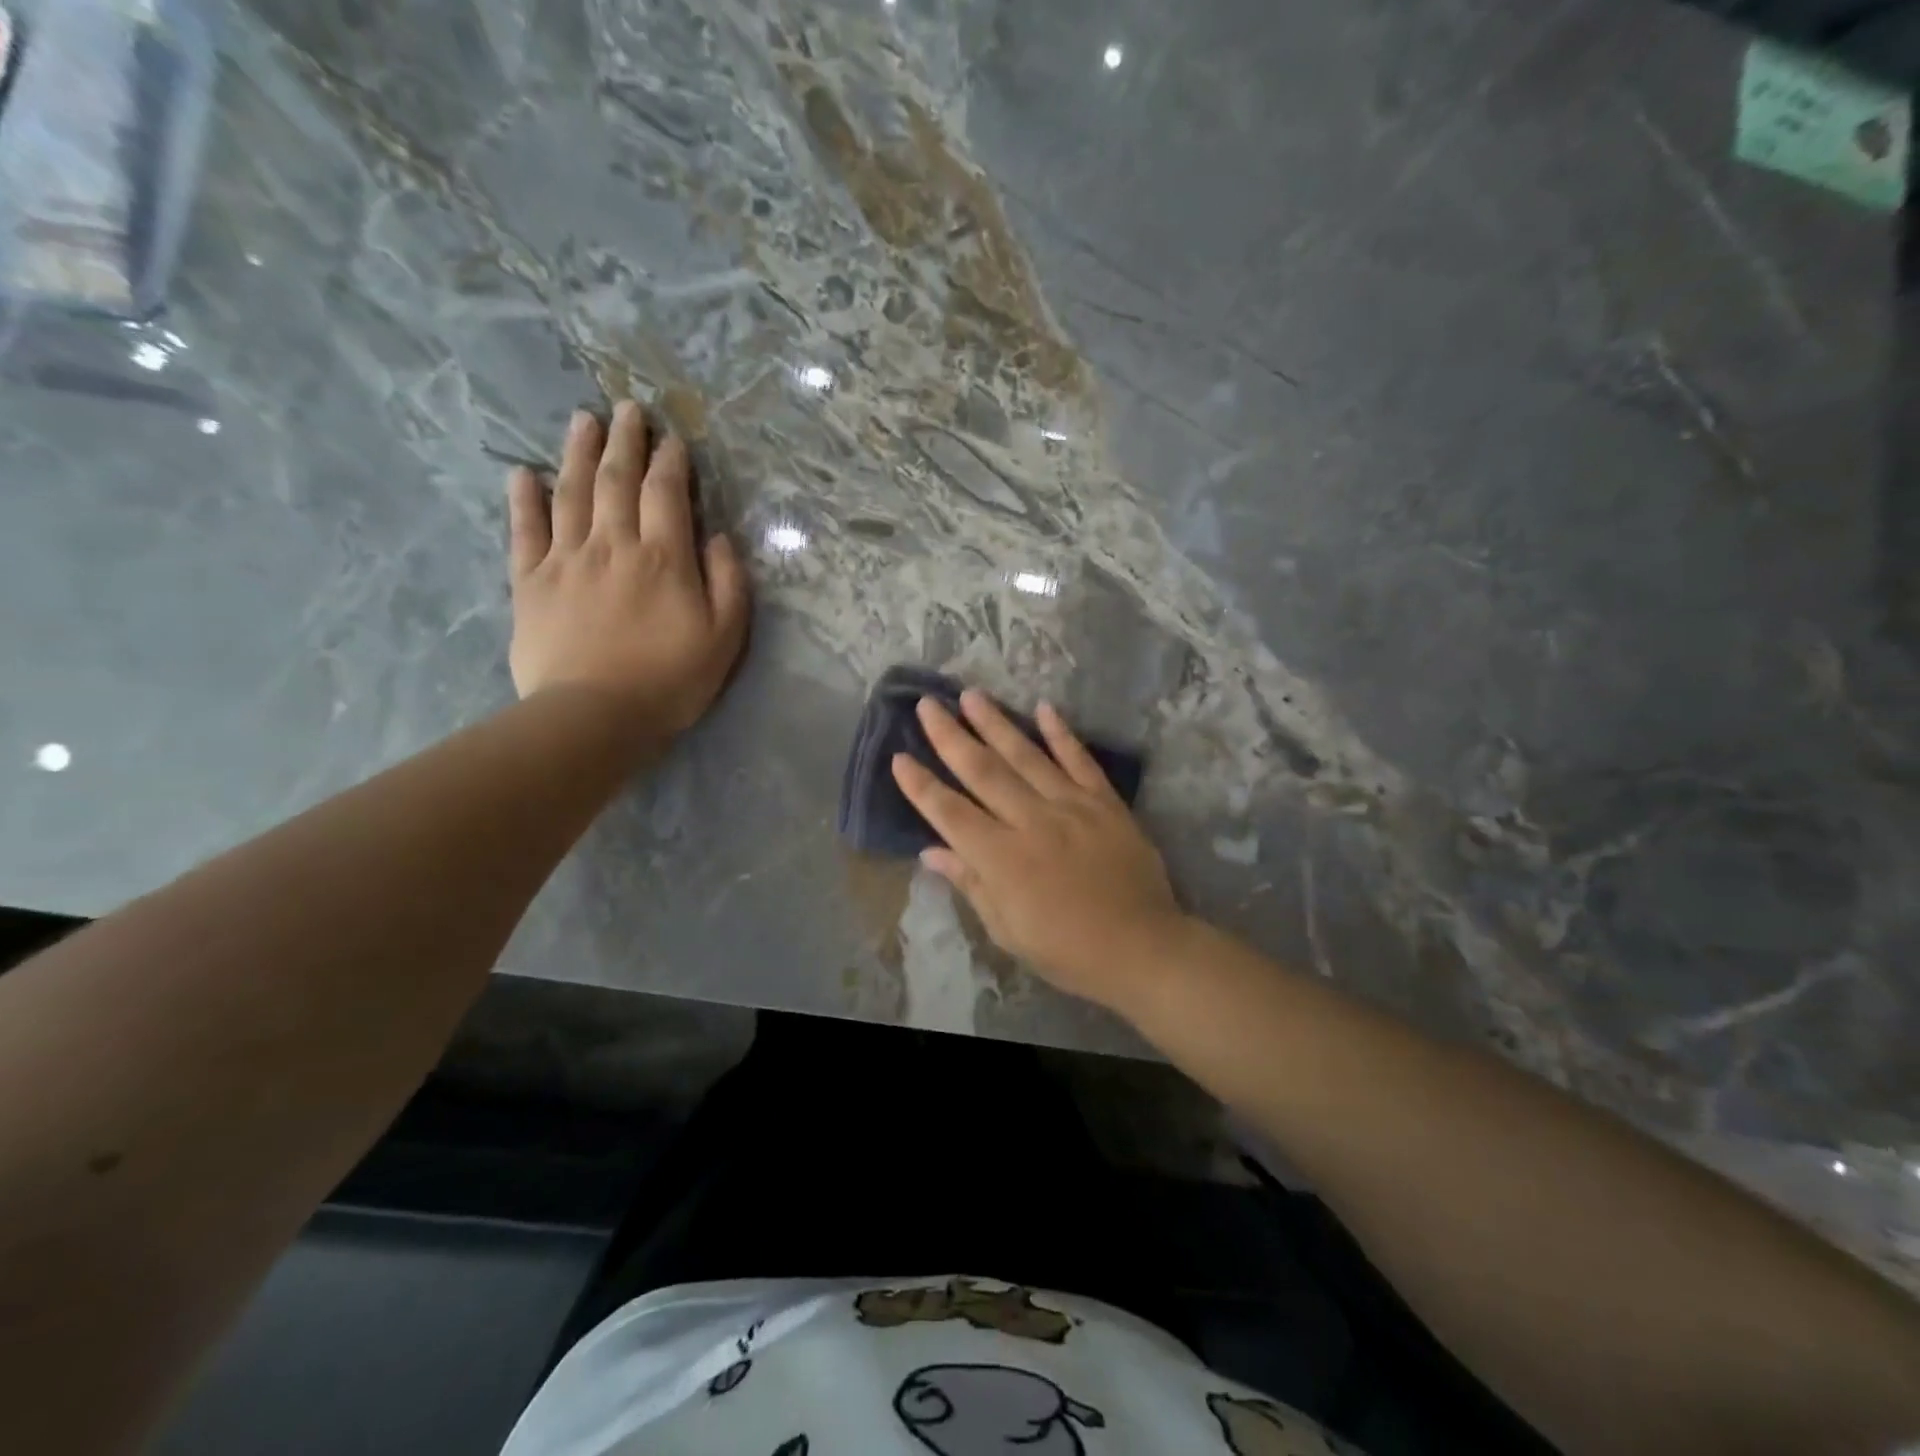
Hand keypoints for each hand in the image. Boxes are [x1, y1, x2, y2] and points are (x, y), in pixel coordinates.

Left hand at [507, 402, 749, 737]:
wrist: (594, 716)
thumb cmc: (670, 680)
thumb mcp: (724, 638)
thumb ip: (728, 583)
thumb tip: (720, 538)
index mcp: (663, 557)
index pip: (665, 494)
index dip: (670, 462)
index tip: (672, 439)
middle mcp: (613, 545)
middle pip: (616, 480)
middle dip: (625, 440)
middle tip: (627, 408)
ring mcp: (566, 560)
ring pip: (571, 493)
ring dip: (578, 453)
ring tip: (583, 420)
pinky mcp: (530, 583)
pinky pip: (525, 531)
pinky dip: (524, 499)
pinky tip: (524, 474)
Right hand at [890, 689, 1182, 1011]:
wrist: (1141, 947)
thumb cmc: (1066, 949)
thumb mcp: (1007, 929)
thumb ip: (970, 883)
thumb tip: (930, 852)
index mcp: (1002, 858)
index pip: (950, 813)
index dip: (921, 786)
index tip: (899, 757)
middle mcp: (1032, 821)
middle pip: (983, 771)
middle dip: (950, 736)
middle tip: (927, 704)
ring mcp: (1071, 806)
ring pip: (1026, 756)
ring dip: (996, 723)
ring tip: (971, 695)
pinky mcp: (1105, 803)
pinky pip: (1080, 761)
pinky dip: (1061, 734)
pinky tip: (1044, 708)